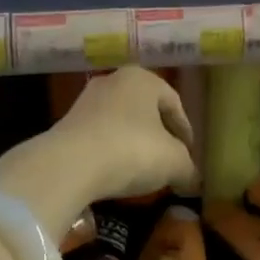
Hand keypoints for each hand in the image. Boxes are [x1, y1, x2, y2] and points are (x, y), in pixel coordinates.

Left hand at [0, 67, 196, 239]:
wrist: (70, 164)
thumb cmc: (132, 150)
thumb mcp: (174, 162)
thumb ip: (188, 168)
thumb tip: (193, 181)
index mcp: (142, 79)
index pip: (173, 102)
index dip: (185, 130)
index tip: (189, 153)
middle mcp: (113, 81)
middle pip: (145, 110)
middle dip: (158, 135)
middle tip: (168, 159)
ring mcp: (86, 101)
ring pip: (121, 122)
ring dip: (133, 143)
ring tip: (142, 170)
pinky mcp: (66, 123)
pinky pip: (99, 136)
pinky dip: (111, 151)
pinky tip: (116, 172)